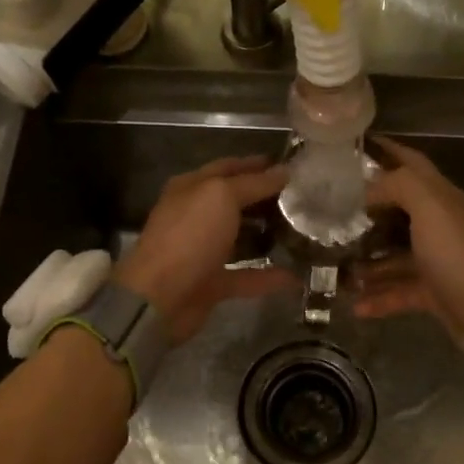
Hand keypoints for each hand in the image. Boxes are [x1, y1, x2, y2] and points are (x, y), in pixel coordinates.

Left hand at [116, 156, 292, 342]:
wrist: (159, 298)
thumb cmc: (189, 236)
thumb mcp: (221, 197)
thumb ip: (253, 183)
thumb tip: (283, 171)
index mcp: (192, 188)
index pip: (227, 168)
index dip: (256, 164)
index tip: (289, 165)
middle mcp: (196, 216)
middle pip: (236, 202)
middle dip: (266, 199)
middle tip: (303, 198)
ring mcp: (203, 251)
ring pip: (241, 238)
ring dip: (268, 235)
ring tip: (304, 232)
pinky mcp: (212, 283)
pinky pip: (247, 276)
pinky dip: (269, 277)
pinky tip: (298, 277)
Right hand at [355, 137, 463, 336]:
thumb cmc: (455, 252)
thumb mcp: (429, 206)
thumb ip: (398, 185)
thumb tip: (367, 189)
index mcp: (441, 198)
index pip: (412, 163)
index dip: (388, 150)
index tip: (356, 145)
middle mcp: (439, 225)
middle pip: (397, 210)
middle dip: (366, 211)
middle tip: (331, 212)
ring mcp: (435, 260)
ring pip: (393, 255)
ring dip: (366, 261)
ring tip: (336, 267)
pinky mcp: (432, 292)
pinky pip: (398, 291)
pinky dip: (378, 298)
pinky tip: (356, 305)